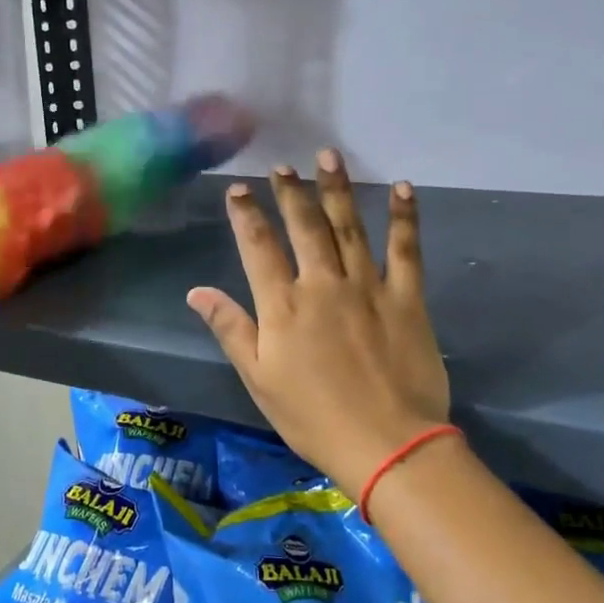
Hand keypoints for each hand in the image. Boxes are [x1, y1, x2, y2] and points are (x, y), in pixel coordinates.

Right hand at [187, 150, 451, 494]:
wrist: (388, 445)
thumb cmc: (313, 417)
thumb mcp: (259, 379)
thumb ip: (230, 329)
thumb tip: (197, 292)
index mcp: (283, 305)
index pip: (258, 246)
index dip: (246, 214)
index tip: (237, 189)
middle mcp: (323, 284)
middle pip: (304, 227)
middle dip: (291, 192)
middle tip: (282, 166)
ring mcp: (367, 287)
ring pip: (349, 227)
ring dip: (337, 189)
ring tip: (328, 157)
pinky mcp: (407, 298)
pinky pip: (406, 250)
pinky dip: (404, 217)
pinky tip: (401, 188)